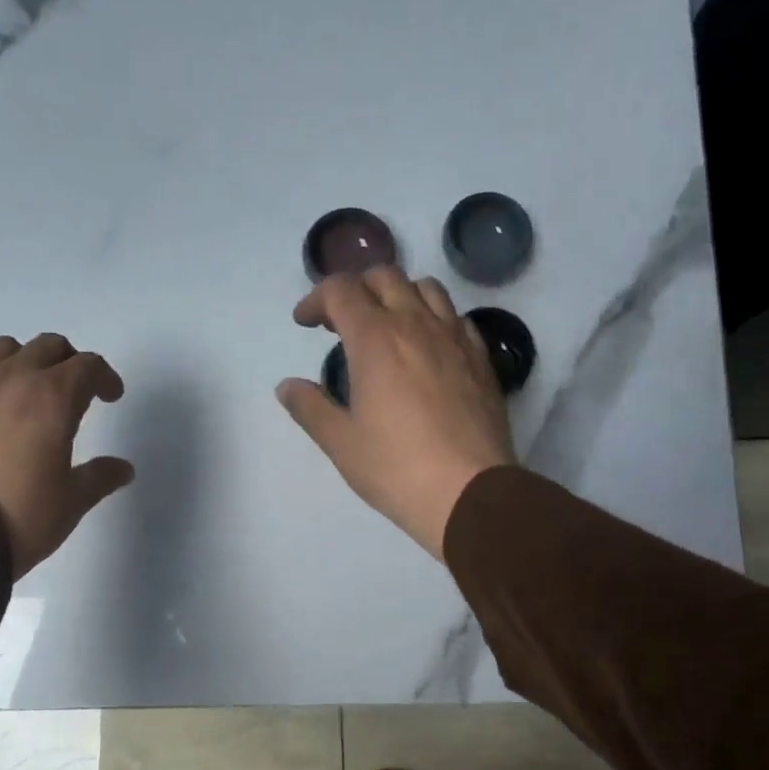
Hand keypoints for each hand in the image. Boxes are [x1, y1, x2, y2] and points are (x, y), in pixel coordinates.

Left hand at [0, 334, 134, 577]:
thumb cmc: (20, 514)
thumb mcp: (71, 502)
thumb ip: (99, 477)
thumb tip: (122, 469)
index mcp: (52, 398)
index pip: (87, 366)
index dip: (105, 377)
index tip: (110, 397)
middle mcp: (12, 380)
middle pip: (48, 347)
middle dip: (69, 363)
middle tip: (76, 392)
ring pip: (4, 350)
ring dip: (26, 362)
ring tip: (29, 393)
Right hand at [277, 267, 516, 560]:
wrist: (469, 492)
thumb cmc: (395, 468)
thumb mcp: (340, 442)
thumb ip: (310, 407)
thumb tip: (287, 386)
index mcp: (375, 339)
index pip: (340, 290)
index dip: (316, 299)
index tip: (305, 323)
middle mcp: (416, 324)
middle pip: (384, 277)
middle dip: (355, 289)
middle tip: (341, 323)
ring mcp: (454, 338)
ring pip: (426, 288)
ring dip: (398, 294)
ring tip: (386, 326)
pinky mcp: (481, 358)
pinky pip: (455, 317)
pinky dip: (433, 318)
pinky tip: (426, 348)